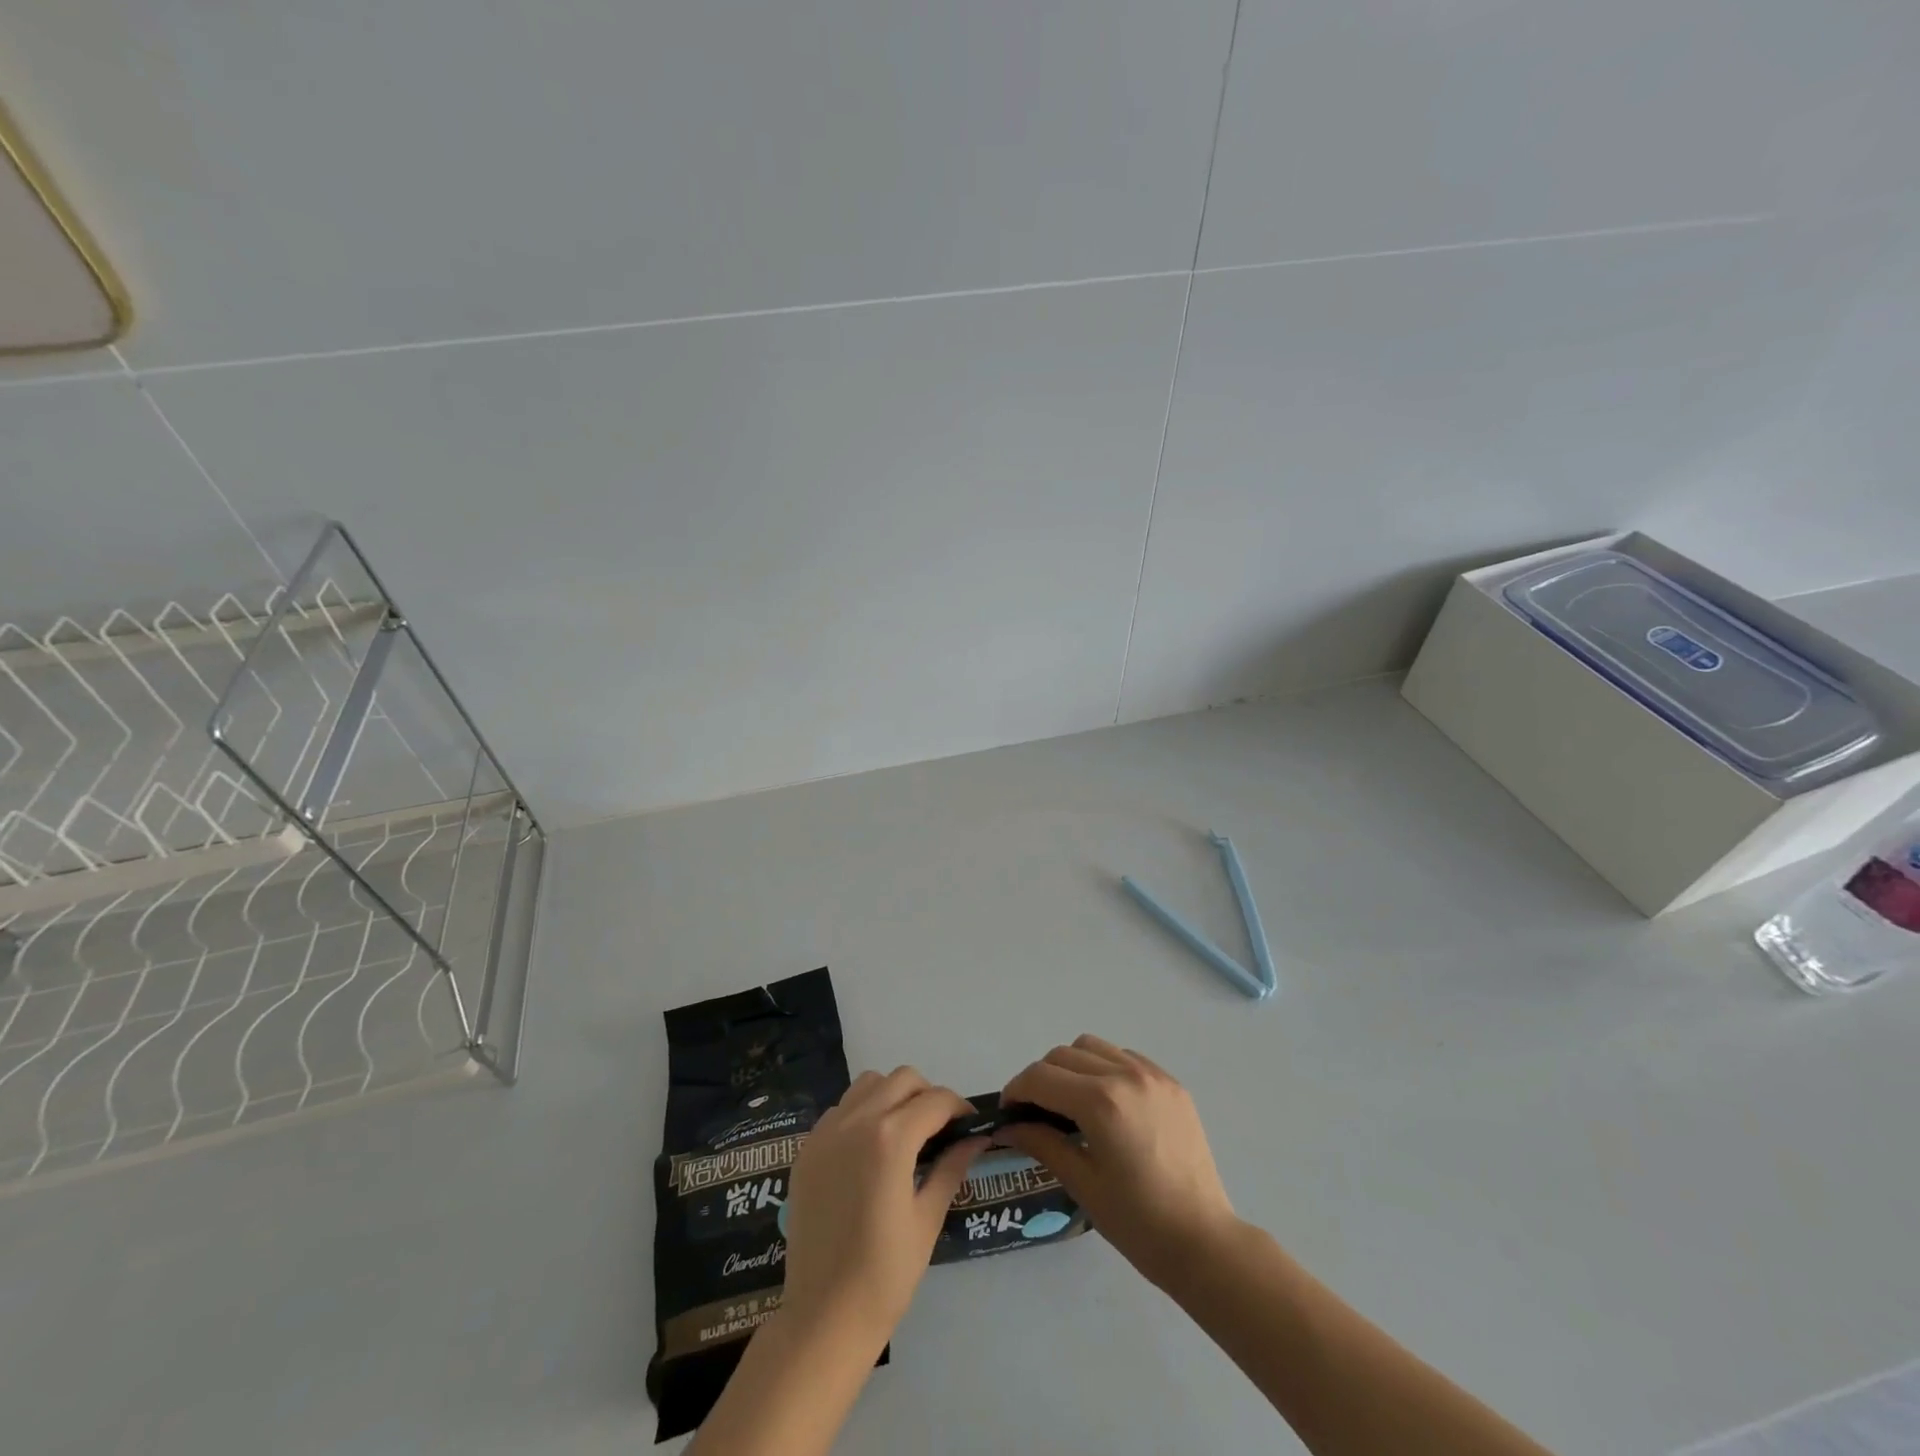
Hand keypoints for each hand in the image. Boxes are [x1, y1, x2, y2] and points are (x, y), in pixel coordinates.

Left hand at [780, 1067, 987, 1348]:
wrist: (822, 1318)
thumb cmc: (884, 1276)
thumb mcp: (927, 1219)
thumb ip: (950, 1168)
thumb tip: (976, 1139)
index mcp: (890, 1139)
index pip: (935, 1100)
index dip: (959, 1109)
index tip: (970, 1128)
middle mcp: (856, 1121)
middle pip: (902, 1079)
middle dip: (927, 1096)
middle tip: (939, 1131)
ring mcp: (826, 1132)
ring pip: (868, 1084)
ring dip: (892, 1096)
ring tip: (904, 1133)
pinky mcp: (807, 1148)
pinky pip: (841, 1109)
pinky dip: (861, 1113)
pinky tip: (869, 1151)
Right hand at [999, 1035, 1236, 1288]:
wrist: (1204, 1242)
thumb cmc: (1138, 1223)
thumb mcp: (1082, 1183)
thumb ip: (1041, 1142)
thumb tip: (1007, 1125)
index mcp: (1100, 1102)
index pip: (1040, 1077)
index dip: (1016, 1091)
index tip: (1009, 1113)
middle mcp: (1125, 1075)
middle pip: (1063, 1055)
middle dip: (1041, 1079)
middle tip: (1037, 1113)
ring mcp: (1152, 1075)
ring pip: (1093, 1047)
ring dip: (1072, 1067)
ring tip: (1072, 1104)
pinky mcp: (1171, 1083)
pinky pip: (1124, 1057)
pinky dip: (1105, 1068)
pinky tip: (1107, 1104)